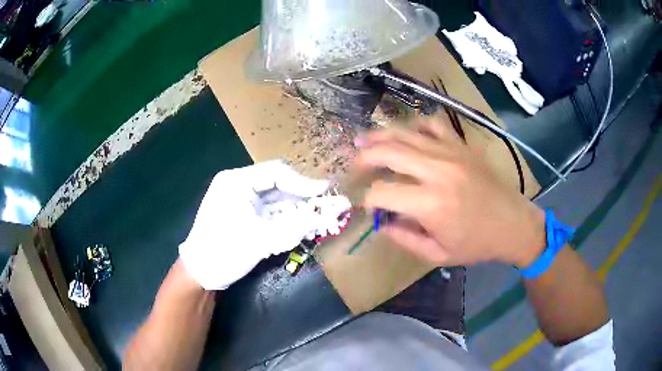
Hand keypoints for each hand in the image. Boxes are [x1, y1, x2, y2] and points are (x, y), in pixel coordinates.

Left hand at [179, 160, 331, 289]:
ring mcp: (244, 203)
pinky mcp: (248, 218)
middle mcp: (241, 187)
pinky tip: (307, 228)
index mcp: (236, 182)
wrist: (201, 274)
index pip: (276, 173)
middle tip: (329, 207)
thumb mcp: (260, 239)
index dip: (302, 182)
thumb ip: (295, 227)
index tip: (325, 192)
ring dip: (299, 211)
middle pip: (279, 187)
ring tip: (323, 219)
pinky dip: (290, 221)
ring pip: (279, 202)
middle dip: (304, 199)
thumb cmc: (223, 251)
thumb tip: (329, 214)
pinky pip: (274, 215)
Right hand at [354, 116, 545, 267]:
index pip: (382, 193)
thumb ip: (404, 238)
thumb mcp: (437, 254)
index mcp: (430, 204)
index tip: (367, 206)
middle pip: (388, 152)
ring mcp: (451, 152)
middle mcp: (437, 171)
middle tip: (353, 165)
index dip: (368, 199)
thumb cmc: (477, 244)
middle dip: (364, 158)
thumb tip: (382, 222)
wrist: (513, 224)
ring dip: (380, 136)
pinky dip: (415, 126)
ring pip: (406, 133)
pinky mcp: (462, 145)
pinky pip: (433, 124)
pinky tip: (408, 134)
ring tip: (363, 140)